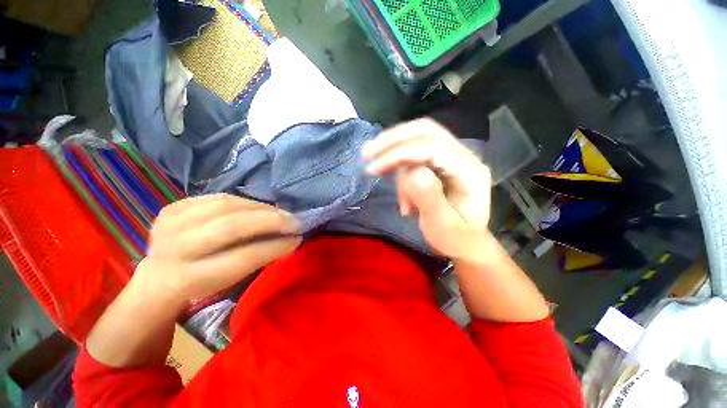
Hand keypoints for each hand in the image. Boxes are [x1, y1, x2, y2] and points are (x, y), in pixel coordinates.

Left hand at [135, 194, 301, 302]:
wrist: (158, 275)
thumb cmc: (201, 284)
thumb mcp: (227, 283)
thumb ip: (255, 260)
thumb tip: (289, 239)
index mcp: (188, 278)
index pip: (243, 256)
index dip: (275, 246)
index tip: (297, 238)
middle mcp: (176, 248)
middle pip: (232, 226)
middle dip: (271, 221)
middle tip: (295, 221)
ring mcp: (171, 222)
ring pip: (226, 206)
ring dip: (261, 208)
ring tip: (280, 213)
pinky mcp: (173, 207)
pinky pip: (217, 197)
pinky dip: (243, 201)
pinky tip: (258, 207)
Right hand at [362, 118, 491, 259]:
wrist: (465, 241)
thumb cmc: (454, 238)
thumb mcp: (441, 225)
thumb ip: (429, 198)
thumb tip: (411, 172)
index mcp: (470, 172)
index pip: (433, 148)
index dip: (400, 154)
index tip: (373, 167)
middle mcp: (464, 156)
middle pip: (426, 131)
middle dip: (393, 140)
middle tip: (368, 152)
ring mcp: (453, 156)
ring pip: (418, 138)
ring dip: (394, 155)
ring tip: (383, 180)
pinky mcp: (441, 162)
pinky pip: (415, 152)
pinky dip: (399, 165)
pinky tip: (399, 189)